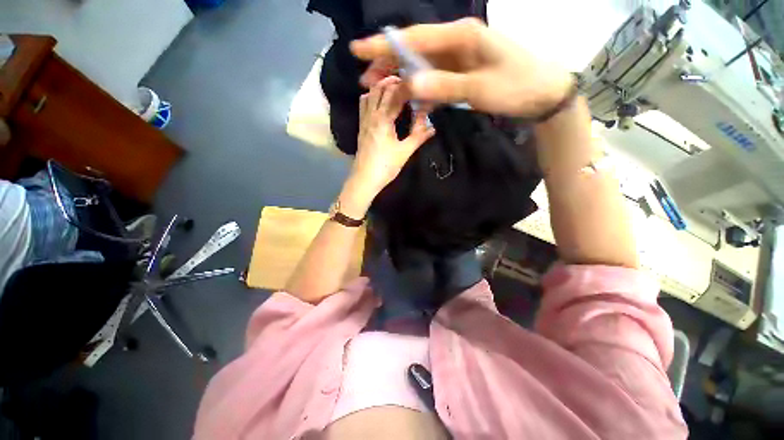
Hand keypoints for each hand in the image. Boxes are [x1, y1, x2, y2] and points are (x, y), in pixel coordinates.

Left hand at [344, 76, 434, 212]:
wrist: (364, 179)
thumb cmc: (385, 166)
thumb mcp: (404, 152)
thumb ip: (418, 137)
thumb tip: (433, 127)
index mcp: (383, 119)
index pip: (395, 94)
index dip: (407, 85)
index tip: (418, 81)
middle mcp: (371, 115)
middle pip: (379, 89)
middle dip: (393, 82)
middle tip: (408, 82)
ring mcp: (363, 121)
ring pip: (369, 95)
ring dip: (380, 87)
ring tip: (393, 88)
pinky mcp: (361, 128)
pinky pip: (363, 105)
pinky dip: (370, 97)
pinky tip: (379, 102)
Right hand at [350, 18, 572, 117]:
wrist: (542, 94)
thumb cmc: (516, 86)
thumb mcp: (479, 89)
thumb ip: (444, 86)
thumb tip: (408, 84)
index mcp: (460, 36)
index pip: (414, 38)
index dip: (384, 44)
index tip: (358, 50)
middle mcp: (456, 42)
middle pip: (414, 50)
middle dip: (388, 63)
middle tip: (367, 79)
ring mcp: (458, 58)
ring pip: (422, 65)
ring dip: (401, 77)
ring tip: (381, 90)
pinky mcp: (461, 73)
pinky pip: (434, 79)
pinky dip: (420, 89)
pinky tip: (411, 100)